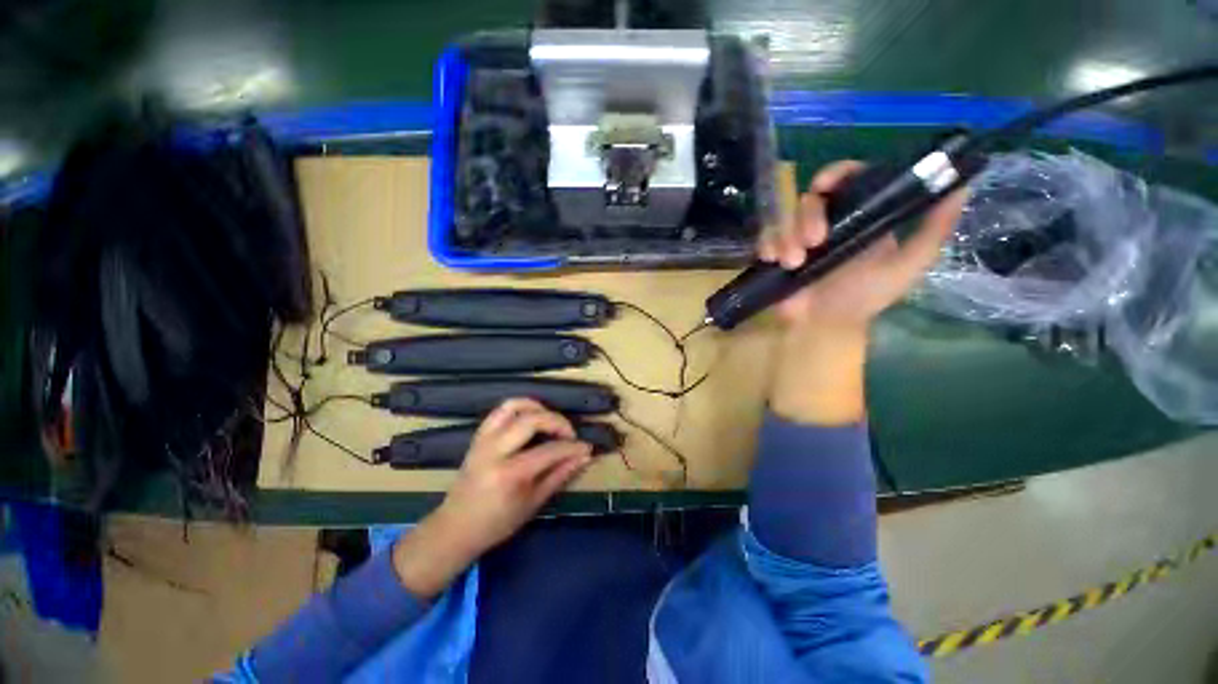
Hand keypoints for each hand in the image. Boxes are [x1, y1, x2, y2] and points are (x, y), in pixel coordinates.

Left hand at [436, 398, 592, 550]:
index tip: (586, 447)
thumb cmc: (497, 523)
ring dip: (537, 407)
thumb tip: (584, 456)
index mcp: (509, 475)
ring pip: (513, 406)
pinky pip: (500, 411)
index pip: (549, 450)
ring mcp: (483, 441)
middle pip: (531, 420)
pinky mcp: (478, 436)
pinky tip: (532, 418)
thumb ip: (560, 475)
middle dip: (557, 421)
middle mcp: (494, 452)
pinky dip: (520, 408)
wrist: (455, 528)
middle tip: (569, 433)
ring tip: (551, 420)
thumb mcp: (533, 503)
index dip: (572, 447)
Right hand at [760, 160, 966, 424]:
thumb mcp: (908, 265)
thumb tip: (962, 185)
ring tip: (794, 264)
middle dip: (808, 216)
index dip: (836, 174)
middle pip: (811, 198)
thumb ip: (933, 230)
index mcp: (859, 217)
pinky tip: (772, 260)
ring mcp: (798, 238)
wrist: (823, 326)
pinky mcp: (776, 253)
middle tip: (814, 242)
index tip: (826, 184)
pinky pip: (765, 237)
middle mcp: (827, 222)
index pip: (848, 180)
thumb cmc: (864, 298)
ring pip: (786, 218)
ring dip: (787, 238)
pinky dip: (767, 245)